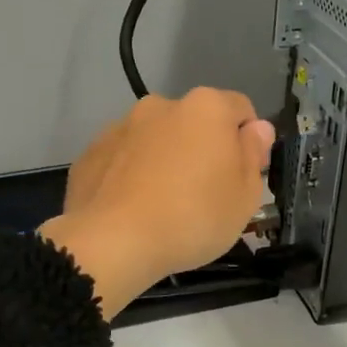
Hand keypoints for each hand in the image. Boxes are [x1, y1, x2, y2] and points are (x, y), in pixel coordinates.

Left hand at [41, 89, 274, 319]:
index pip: (241, 110)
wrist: (112, 241)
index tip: (243, 177)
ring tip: (162, 205)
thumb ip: (253, 153)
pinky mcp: (90, 153)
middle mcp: (160, 105)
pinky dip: (131, 175)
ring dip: (164, 160)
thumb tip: (256, 128)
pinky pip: (123, 159)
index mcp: (205, 107)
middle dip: (202, 149)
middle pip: (194, 123)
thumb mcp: (244, 196)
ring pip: (155, 139)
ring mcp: (120, 126)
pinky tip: (132, 209)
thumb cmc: (192, 218)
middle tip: (204, 195)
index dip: (248, 142)